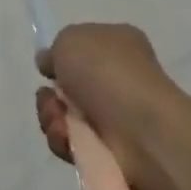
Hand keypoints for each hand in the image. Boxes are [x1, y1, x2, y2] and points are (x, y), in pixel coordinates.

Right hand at [35, 23, 181, 189]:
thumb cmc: (108, 73)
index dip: (60, 58)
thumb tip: (50, 64)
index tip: (48, 67)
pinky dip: (63, 140)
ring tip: (60, 122)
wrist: (142, 131)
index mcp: (118, 45)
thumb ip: (54, 49)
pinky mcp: (108, 151)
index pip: (82, 48)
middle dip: (49, 95)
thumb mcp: (71, 39)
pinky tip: (69, 138)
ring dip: (51, 117)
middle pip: (65, 87)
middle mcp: (117, 79)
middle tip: (52, 99)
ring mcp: (114, 117)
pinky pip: (70, 143)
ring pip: (63, 116)